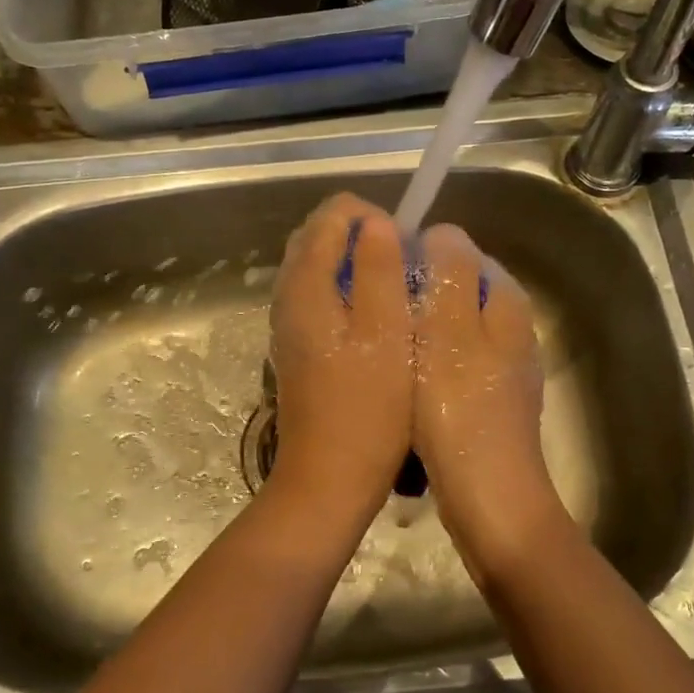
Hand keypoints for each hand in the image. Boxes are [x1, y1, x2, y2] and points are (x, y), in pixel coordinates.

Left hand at [266, 193, 413, 525]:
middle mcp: (288, 296)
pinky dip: (346, 291)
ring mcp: (288, 323)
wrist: (328, 477)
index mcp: (306, 285)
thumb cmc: (368, 407)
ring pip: (317, 268)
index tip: (405, 247)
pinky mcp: (298, 347)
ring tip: (397, 289)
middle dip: (362, 237)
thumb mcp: (387, 331)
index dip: (371, 217)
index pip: (330, 215)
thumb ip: (379, 268)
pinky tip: (377, 320)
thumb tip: (376, 223)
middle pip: (318, 237)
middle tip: (404, 265)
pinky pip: (318, 297)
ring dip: (355, 265)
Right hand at [410, 224, 568, 575]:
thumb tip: (442, 231)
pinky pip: (447, 364)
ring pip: (448, 329)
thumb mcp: (448, 328)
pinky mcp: (486, 402)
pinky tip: (399, 384)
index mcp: (505, 302)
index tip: (379, 279)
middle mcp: (511, 328)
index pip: (459, 251)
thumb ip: (449, 273)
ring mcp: (501, 368)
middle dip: (414, 296)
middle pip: (453, 290)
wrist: (490, 500)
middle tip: (373, 315)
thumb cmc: (459, 409)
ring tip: (379, 348)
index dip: (416, 257)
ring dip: (415, 332)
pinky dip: (423, 365)